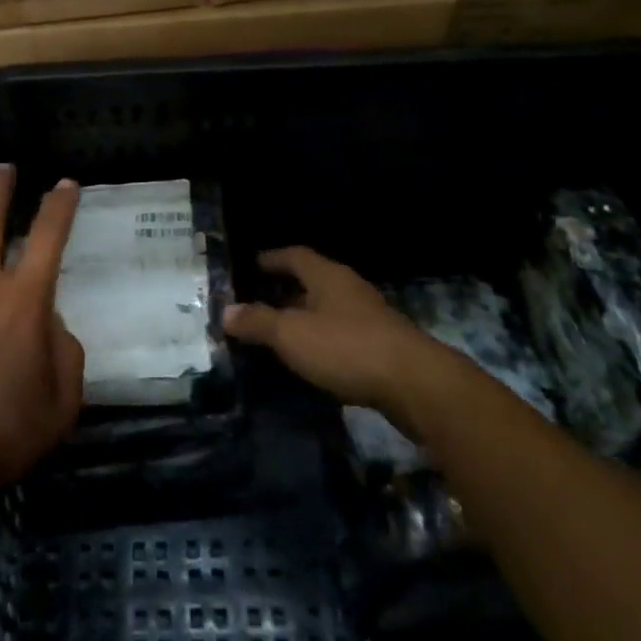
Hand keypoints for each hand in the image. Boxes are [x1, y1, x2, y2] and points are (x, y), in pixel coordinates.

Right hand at [222, 246, 445, 417]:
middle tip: (259, 301)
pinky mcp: (381, 346)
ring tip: (280, 333)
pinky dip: (322, 340)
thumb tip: (226, 311)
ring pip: (328, 309)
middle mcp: (349, 289)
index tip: (252, 264)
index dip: (272, 258)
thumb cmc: (346, 347)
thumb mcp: (292, 334)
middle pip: (312, 281)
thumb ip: (258, 322)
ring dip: (304, 318)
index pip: (294, 255)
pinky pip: (342, 334)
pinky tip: (312, 359)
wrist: (415, 384)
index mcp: (327, 276)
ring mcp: (369, 317)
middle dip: (286, 290)